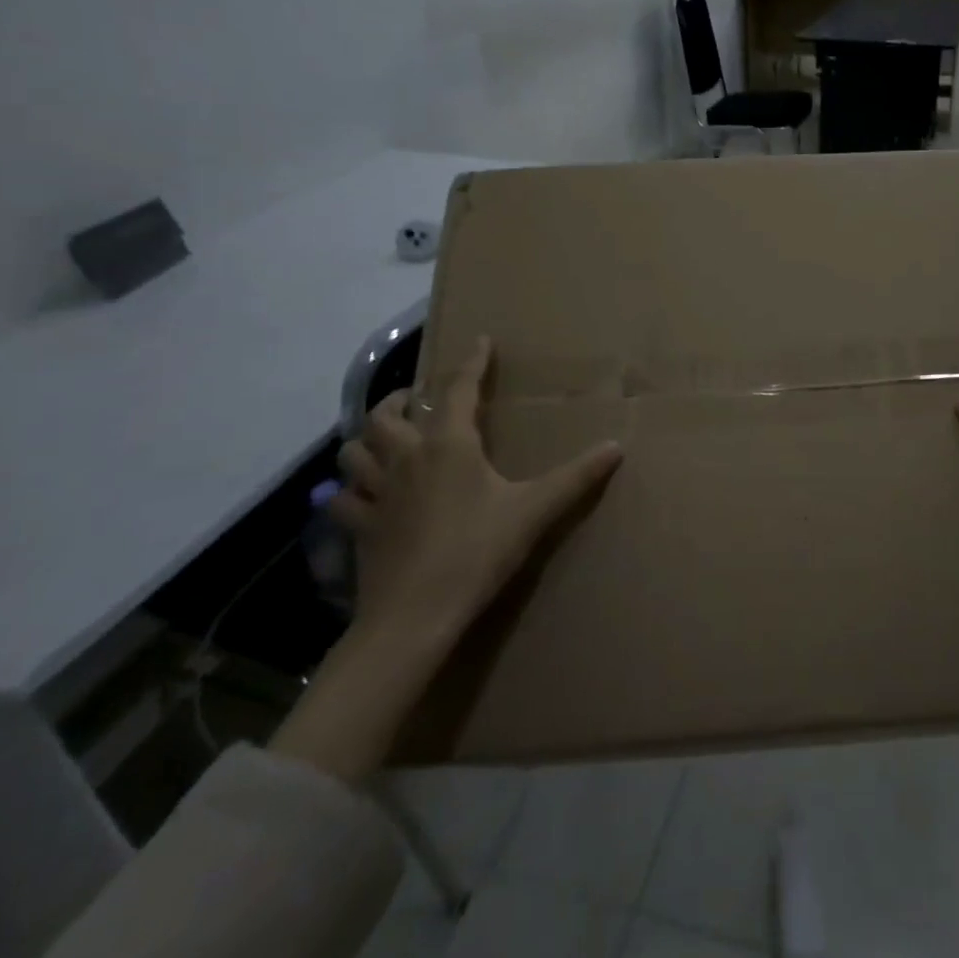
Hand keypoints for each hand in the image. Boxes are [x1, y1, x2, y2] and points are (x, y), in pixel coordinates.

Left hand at [334, 336, 623, 643]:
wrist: (415, 615)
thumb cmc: (477, 551)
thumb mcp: (534, 511)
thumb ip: (576, 477)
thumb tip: (616, 446)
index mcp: (448, 445)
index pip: (458, 389)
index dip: (471, 363)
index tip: (480, 341)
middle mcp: (406, 459)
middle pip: (384, 415)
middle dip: (398, 400)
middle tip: (415, 399)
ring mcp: (376, 494)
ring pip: (353, 451)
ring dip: (366, 439)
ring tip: (384, 439)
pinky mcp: (359, 529)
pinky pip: (342, 500)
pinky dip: (349, 490)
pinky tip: (362, 496)